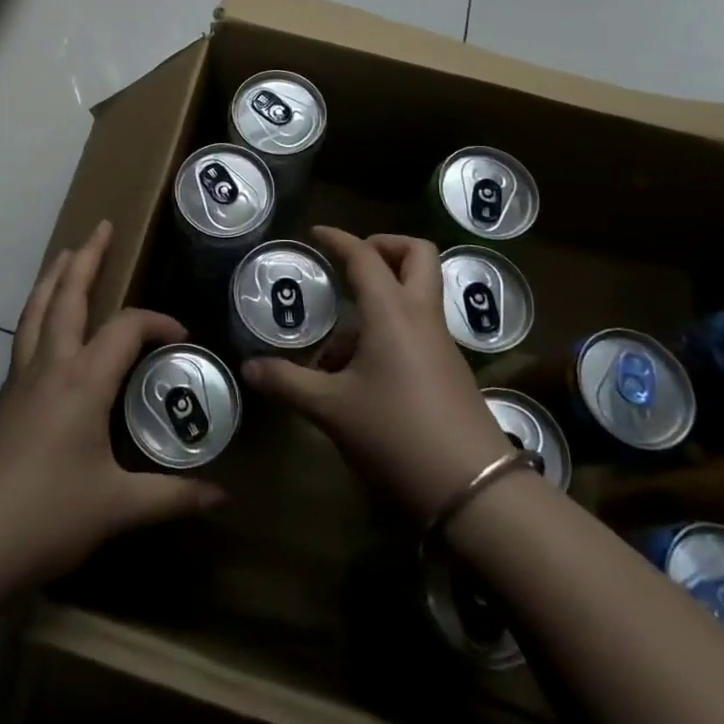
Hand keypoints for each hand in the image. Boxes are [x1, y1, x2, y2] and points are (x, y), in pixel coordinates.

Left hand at [0, 222, 224, 645]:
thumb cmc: (45, 518)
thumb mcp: (117, 508)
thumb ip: (171, 496)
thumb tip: (221, 495)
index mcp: (83, 381)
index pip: (126, 328)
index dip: (157, 322)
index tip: (182, 336)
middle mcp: (50, 366)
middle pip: (68, 297)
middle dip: (87, 258)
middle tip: (102, 227)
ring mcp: (20, 381)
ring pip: (36, 311)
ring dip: (53, 277)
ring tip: (65, 252)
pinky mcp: (3, 400)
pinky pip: (23, 338)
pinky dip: (37, 313)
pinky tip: (42, 326)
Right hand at [241, 227, 511, 522]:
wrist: (474, 490)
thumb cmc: (396, 434)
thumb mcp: (332, 409)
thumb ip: (288, 382)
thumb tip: (249, 368)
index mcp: (392, 311)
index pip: (364, 255)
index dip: (338, 239)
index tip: (315, 232)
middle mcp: (421, 315)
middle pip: (416, 254)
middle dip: (384, 246)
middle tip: (351, 264)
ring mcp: (441, 342)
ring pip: (417, 292)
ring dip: (383, 293)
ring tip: (340, 339)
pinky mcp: (450, 369)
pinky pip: (419, 326)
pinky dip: (391, 326)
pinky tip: (361, 371)